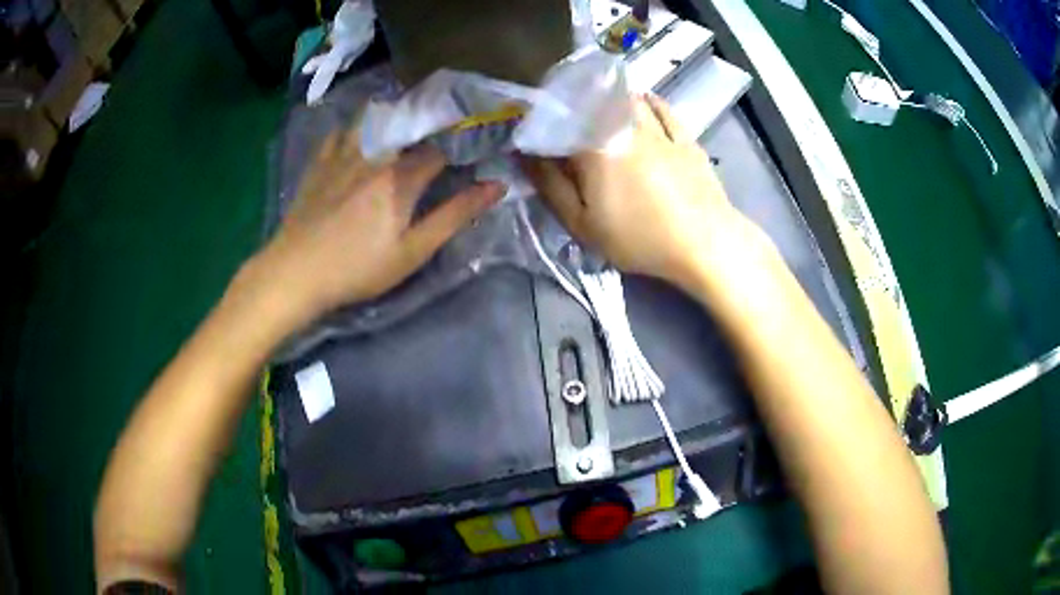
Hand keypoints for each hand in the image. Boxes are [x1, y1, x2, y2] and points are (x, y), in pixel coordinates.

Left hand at [254, 129, 502, 321]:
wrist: (296, 272)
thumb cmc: (358, 267)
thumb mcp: (413, 250)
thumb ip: (454, 215)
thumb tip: (496, 186)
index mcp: (402, 176)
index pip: (441, 149)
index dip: (460, 146)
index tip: (472, 149)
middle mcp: (375, 154)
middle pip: (409, 127)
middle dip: (430, 126)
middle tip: (441, 131)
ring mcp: (343, 155)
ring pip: (373, 120)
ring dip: (392, 118)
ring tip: (403, 124)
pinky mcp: (319, 163)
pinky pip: (339, 132)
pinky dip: (353, 128)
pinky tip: (358, 134)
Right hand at [521, 94, 760, 289]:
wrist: (704, 242)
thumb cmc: (639, 238)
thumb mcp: (583, 223)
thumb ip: (551, 186)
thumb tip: (524, 155)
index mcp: (594, 146)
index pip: (558, 123)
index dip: (542, 125)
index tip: (535, 137)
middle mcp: (624, 127)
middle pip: (593, 102)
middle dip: (575, 104)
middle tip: (568, 117)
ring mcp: (658, 130)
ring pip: (628, 99)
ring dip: (611, 97)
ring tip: (602, 104)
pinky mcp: (684, 138)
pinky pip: (664, 109)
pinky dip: (649, 101)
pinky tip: (643, 100)